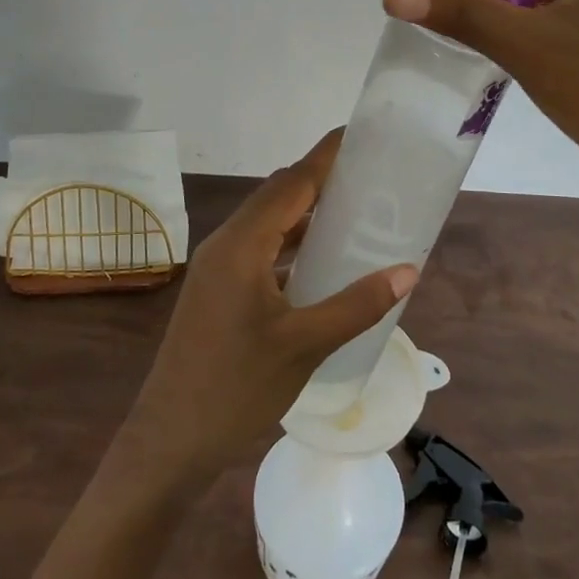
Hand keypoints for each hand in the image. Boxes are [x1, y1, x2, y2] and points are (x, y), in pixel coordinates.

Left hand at [123, 131, 415, 486]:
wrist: (170, 441)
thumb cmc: (236, 389)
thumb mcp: (305, 345)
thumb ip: (357, 304)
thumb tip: (408, 270)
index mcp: (242, 245)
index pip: (291, 183)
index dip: (325, 157)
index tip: (359, 136)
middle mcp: (225, 244)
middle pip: (277, 196)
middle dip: (319, 180)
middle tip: (367, 178)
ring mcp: (216, 268)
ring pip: (266, 223)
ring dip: (304, 212)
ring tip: (352, 211)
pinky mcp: (215, 290)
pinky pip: (258, 248)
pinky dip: (289, 242)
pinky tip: (318, 260)